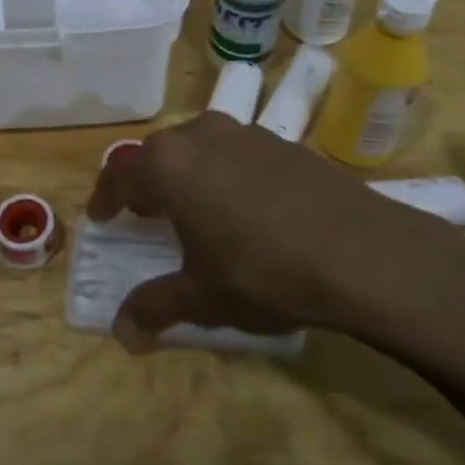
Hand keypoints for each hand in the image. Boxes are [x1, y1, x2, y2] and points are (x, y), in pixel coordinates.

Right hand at [89, 112, 461, 350]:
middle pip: (158, 153)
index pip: (121, 173)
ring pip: (198, 146)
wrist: (361, 252)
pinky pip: (235, 152)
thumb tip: (122, 332)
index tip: (102, 216)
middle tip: (145, 213)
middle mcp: (201, 136)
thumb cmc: (263, 272)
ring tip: (193, 207)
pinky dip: (223, 173)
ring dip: (186, 173)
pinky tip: (244, 207)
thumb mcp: (203, 297)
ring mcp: (246, 133)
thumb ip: (156, 307)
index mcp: (169, 166)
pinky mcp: (284, 143)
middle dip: (146, 182)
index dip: (106, 197)